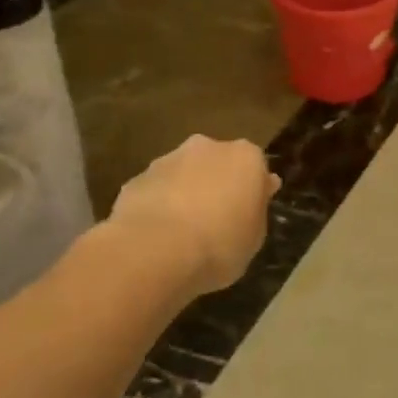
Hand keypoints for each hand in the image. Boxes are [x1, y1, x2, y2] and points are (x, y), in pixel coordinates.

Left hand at [108, 135, 279, 295]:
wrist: (155, 250)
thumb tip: (260, 191)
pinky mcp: (137, 178)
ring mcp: (168, 159)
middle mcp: (208, 147)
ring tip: (183, 232)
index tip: (249, 213)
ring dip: (185, 193)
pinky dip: (158, 205)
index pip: (256, 167)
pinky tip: (157, 235)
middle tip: (217, 220)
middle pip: (218, 163)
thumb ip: (256, 210)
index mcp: (245, 158)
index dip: (252, 190)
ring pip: (183, 173)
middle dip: (217, 184)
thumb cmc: (220, 245)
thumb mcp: (254, 238)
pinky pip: (156, 190)